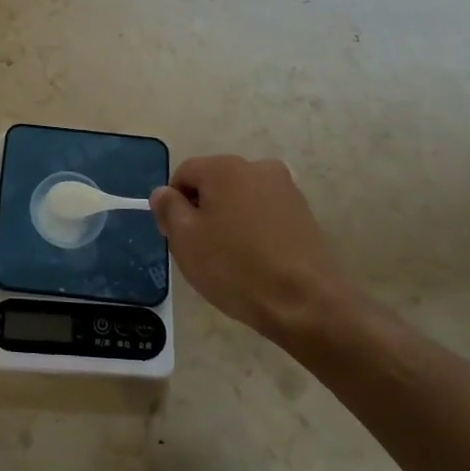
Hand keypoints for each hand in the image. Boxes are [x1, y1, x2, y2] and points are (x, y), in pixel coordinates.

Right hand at [150, 155, 363, 347]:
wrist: (305, 303)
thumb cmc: (235, 267)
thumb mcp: (185, 239)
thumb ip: (168, 208)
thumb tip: (163, 193)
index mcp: (224, 168)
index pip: (184, 174)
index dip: (174, 204)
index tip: (177, 237)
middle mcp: (257, 167)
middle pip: (214, 183)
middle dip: (202, 210)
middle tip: (201, 250)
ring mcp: (285, 189)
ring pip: (240, 199)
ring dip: (229, 220)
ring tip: (231, 259)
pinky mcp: (303, 213)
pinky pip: (264, 214)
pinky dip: (254, 230)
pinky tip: (256, 260)